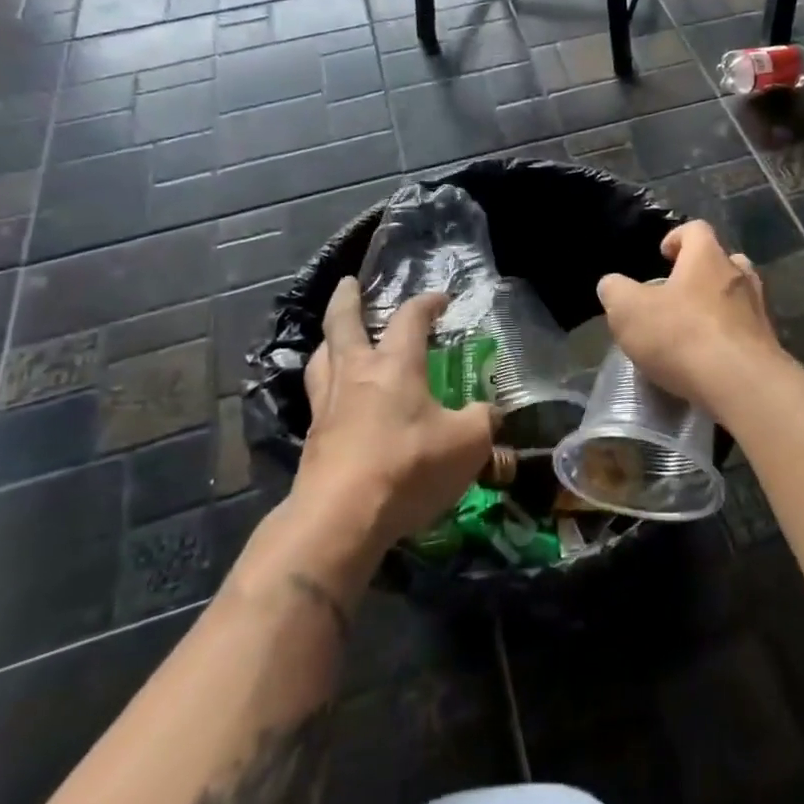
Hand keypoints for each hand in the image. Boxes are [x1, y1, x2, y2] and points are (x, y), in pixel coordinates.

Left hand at [243, 279, 493, 598]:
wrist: (340, 519)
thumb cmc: (408, 467)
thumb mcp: (467, 444)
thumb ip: (483, 422)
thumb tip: (491, 414)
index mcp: (395, 366)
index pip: (410, 318)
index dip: (426, 303)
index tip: (440, 299)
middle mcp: (356, 375)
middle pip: (343, 324)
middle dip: (347, 300)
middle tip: (349, 284)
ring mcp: (327, 407)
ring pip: (322, 359)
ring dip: (329, 342)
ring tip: (335, 339)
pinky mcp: (313, 440)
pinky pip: (317, 398)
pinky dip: (326, 387)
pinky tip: (336, 400)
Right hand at [596, 221, 782, 406]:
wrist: (742, 385)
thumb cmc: (682, 335)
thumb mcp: (629, 311)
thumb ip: (615, 292)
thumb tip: (612, 285)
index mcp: (707, 258)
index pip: (696, 229)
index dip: (677, 237)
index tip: (663, 254)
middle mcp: (739, 276)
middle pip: (723, 261)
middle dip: (701, 272)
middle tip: (678, 292)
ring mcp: (758, 310)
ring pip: (738, 296)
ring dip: (717, 305)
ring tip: (693, 326)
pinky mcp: (767, 345)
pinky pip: (745, 331)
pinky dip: (728, 337)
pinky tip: (708, 359)